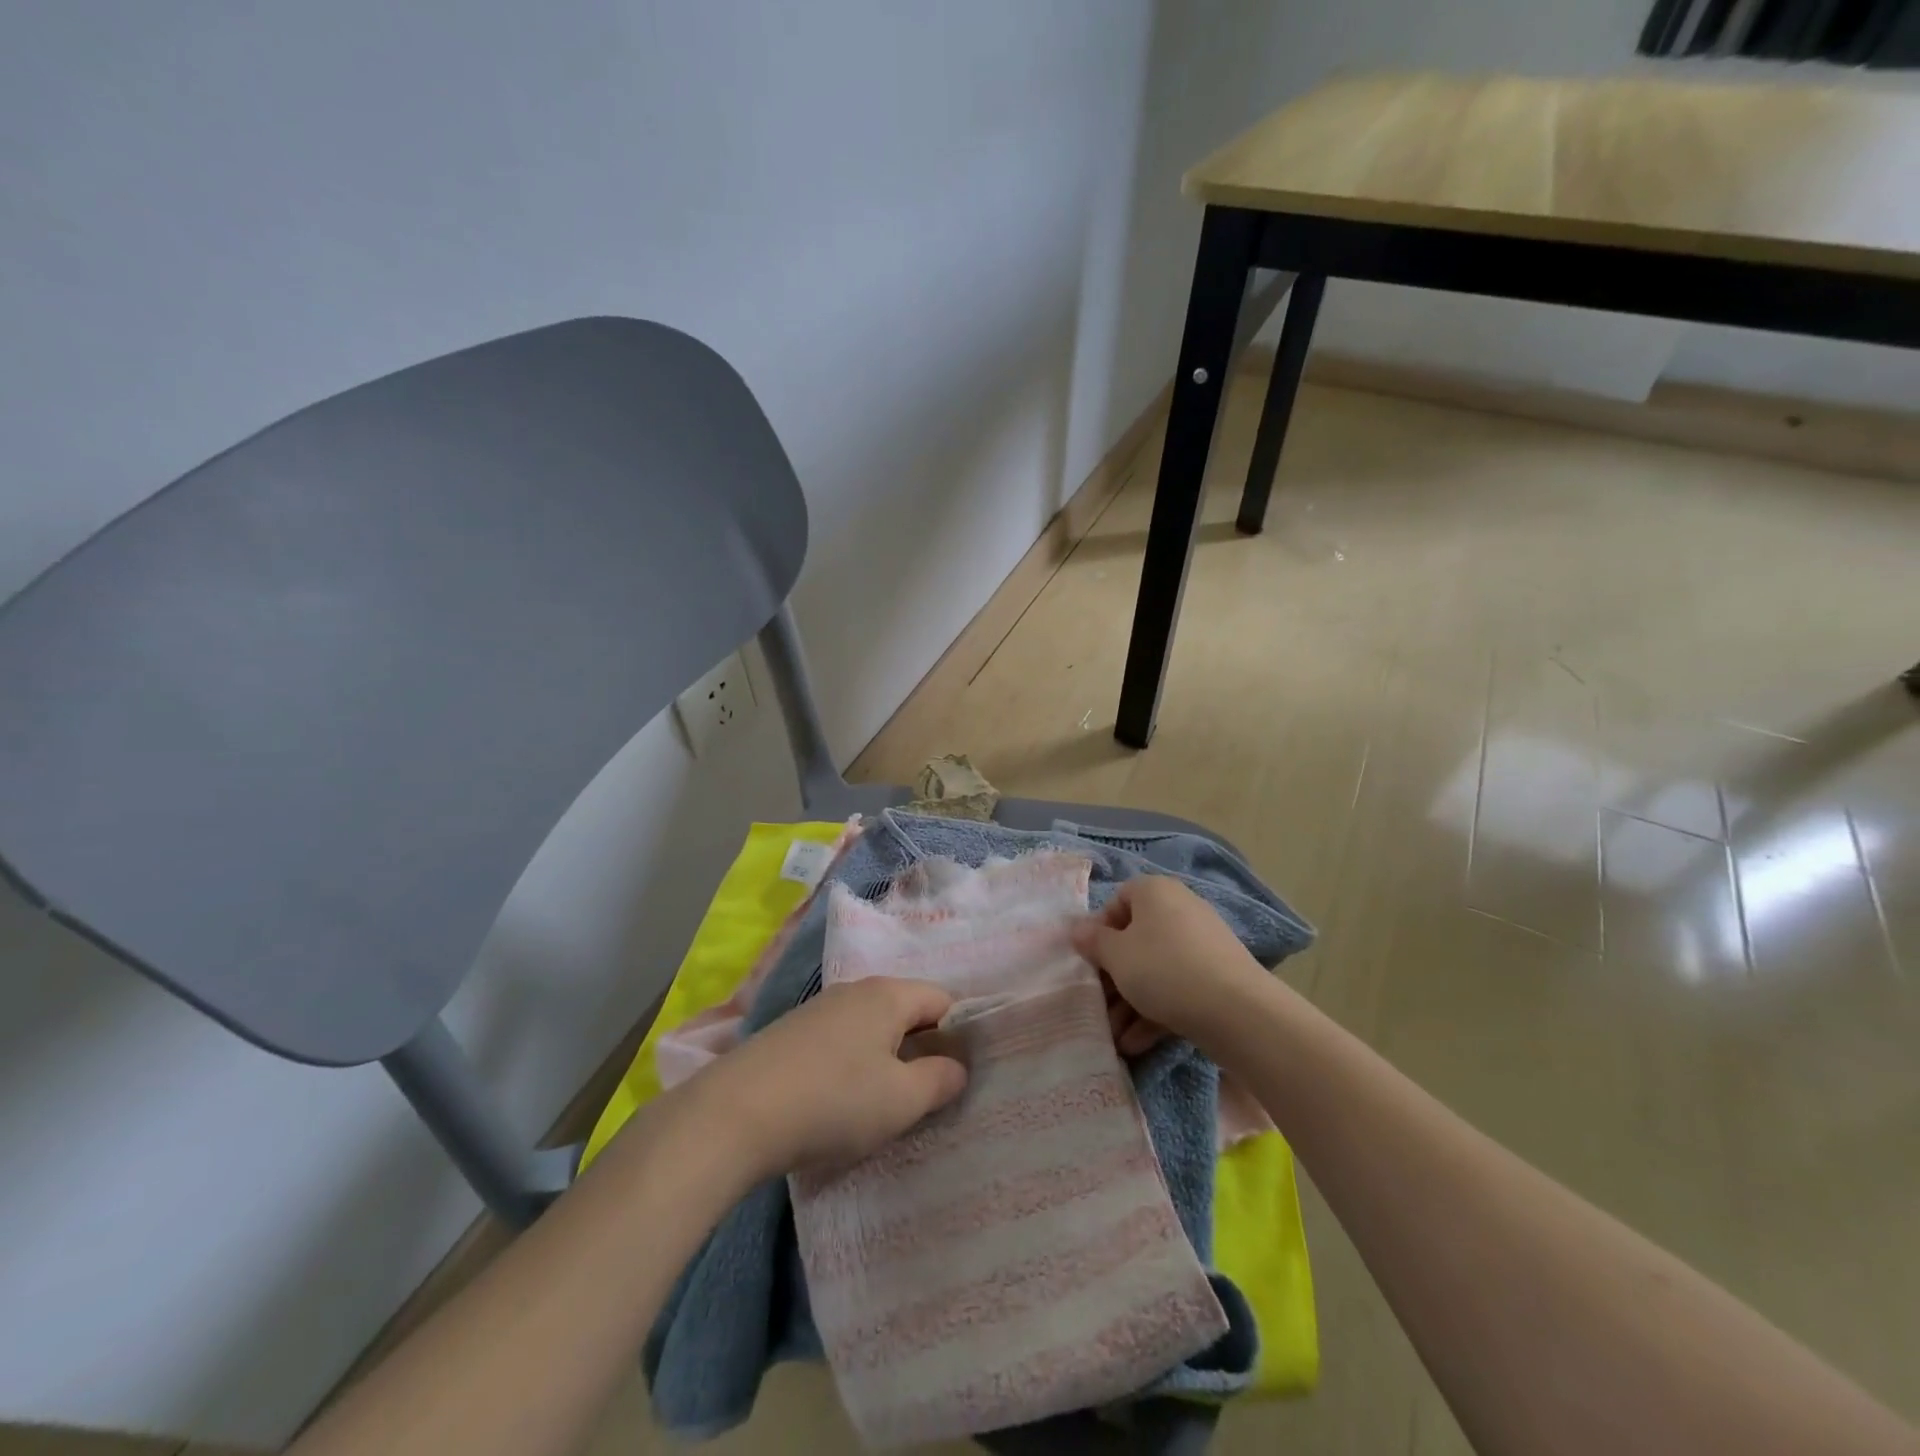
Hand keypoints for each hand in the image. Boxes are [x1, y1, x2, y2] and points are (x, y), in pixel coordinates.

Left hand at [696, 978, 967, 1177]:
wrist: (734, 1114)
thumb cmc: (833, 1101)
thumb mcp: (901, 1100)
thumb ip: (940, 1080)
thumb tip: (957, 1067)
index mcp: (888, 994)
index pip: (942, 1000)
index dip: (959, 1035)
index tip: (959, 1077)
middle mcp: (855, 990)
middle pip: (906, 1011)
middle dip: (922, 1049)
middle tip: (926, 1096)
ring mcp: (819, 1009)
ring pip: (871, 1027)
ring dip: (885, 1060)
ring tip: (882, 1105)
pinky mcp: (791, 1033)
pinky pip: (840, 1041)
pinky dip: (852, 1065)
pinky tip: (839, 1102)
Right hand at [1070, 876, 1267, 1054]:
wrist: (1237, 1010)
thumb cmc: (1164, 969)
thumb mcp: (1116, 956)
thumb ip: (1093, 942)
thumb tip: (1077, 929)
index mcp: (1155, 892)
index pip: (1118, 900)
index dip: (1099, 929)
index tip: (1090, 959)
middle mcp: (1180, 909)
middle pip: (1135, 939)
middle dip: (1113, 976)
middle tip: (1099, 1004)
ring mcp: (1201, 944)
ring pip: (1154, 969)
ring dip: (1130, 1002)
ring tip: (1115, 1036)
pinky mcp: (1216, 976)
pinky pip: (1176, 988)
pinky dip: (1155, 1012)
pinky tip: (1136, 1043)